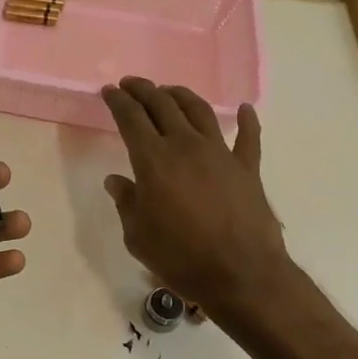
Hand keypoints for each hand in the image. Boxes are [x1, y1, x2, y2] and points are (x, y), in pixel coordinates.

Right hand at [102, 78, 290, 316]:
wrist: (240, 274)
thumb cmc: (180, 257)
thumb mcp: (137, 235)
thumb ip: (126, 203)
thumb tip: (116, 181)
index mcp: (153, 159)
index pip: (130, 118)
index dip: (118, 101)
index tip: (109, 91)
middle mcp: (186, 145)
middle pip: (162, 105)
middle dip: (143, 90)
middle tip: (132, 84)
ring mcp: (220, 153)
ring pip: (199, 111)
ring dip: (181, 95)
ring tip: (170, 91)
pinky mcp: (247, 167)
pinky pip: (248, 137)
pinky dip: (246, 120)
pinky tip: (244, 109)